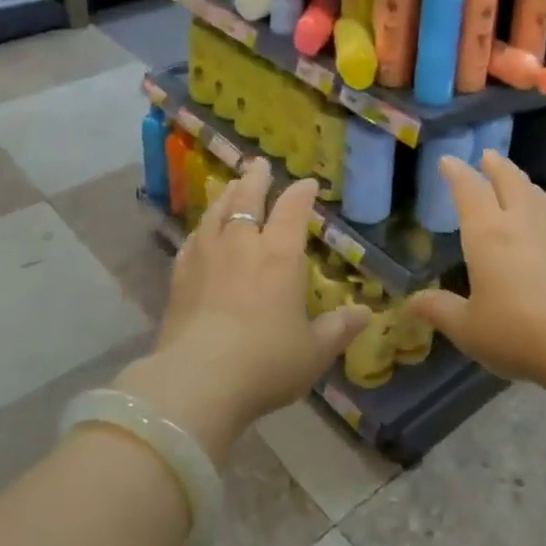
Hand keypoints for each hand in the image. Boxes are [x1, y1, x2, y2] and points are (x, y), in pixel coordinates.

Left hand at [116, 159, 365, 465]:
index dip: (302, 193)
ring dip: (226, 195)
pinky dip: (202, 228)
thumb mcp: (314, 351)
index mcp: (280, 255)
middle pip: (247, 199)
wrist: (197, 381)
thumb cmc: (266, 362)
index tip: (308, 184)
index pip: (293, 209)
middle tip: (259, 164)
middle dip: (256, 179)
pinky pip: (192, 240)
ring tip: (231, 186)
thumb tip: (366, 315)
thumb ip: (339, 329)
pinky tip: (201, 232)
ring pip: (216, 213)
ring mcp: (206, 257)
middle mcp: (243, 245)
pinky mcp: (179, 276)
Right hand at [408, 151, 545, 387]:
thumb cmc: (517, 332)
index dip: (457, 173)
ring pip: (534, 193)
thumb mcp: (468, 328)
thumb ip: (440, 311)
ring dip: (520, 179)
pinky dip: (540, 202)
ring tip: (514, 178)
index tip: (447, 160)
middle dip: (495, 165)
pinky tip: (541, 216)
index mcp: (487, 233)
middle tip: (486, 156)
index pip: (469, 190)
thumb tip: (411, 303)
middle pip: (508, 180)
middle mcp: (519, 222)